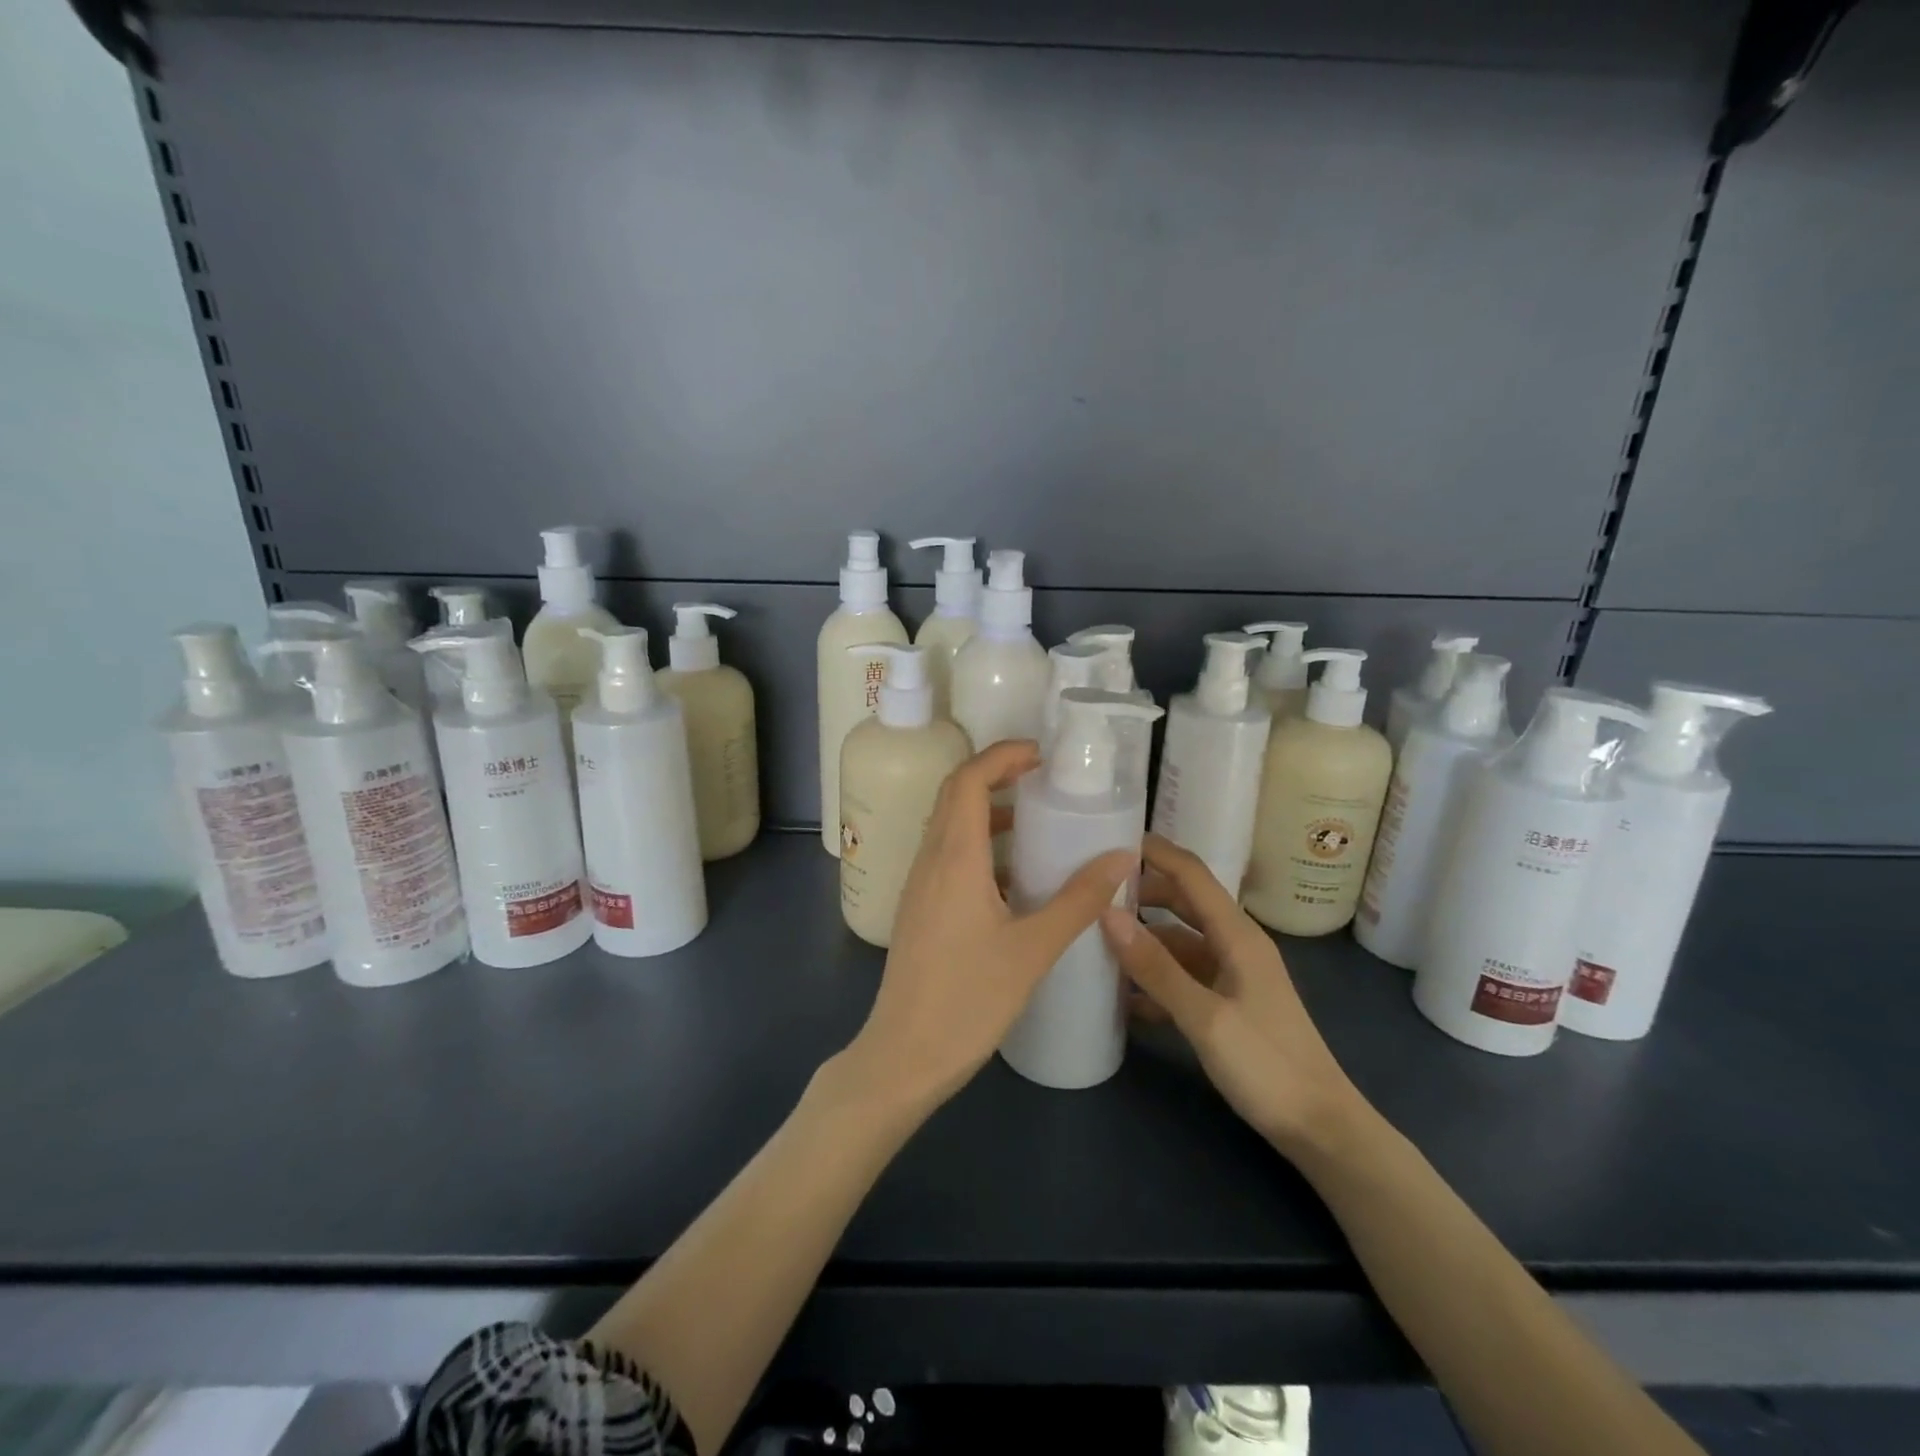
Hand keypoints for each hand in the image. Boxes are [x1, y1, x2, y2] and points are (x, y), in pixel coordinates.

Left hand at [841, 740, 1136, 1114]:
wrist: (904, 1055)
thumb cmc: (969, 1000)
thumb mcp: (1033, 948)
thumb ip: (1078, 900)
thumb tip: (1121, 858)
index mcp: (953, 858)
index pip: (967, 780)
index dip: (1001, 756)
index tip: (1041, 755)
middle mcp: (929, 860)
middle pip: (955, 795)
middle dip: (996, 775)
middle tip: (1044, 779)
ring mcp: (919, 886)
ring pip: (949, 826)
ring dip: (988, 812)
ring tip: (1036, 821)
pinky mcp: (920, 909)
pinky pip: (948, 856)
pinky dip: (980, 846)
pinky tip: (1015, 877)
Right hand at [1101, 834, 1366, 1156]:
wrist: (1322, 1129)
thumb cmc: (1268, 1066)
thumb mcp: (1206, 1018)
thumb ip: (1156, 967)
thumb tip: (1108, 916)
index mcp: (1237, 935)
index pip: (1191, 873)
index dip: (1154, 851)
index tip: (1108, 839)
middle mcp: (1234, 944)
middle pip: (1182, 902)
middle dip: (1140, 892)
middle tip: (1091, 891)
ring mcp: (1232, 975)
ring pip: (1178, 941)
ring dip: (1143, 939)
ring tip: (1096, 939)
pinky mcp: (1227, 1003)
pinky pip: (1183, 975)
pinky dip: (1155, 976)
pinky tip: (1123, 995)